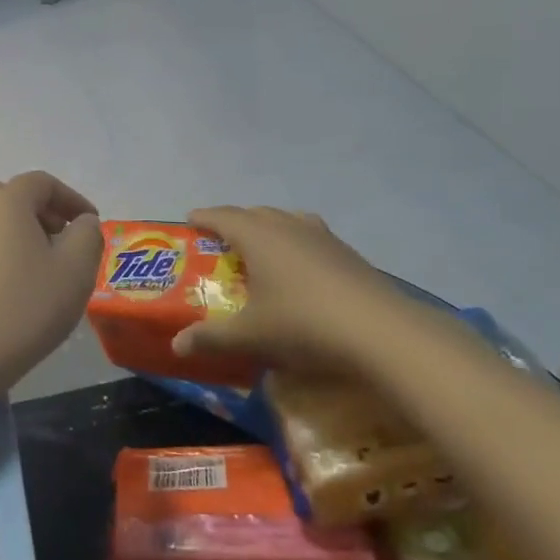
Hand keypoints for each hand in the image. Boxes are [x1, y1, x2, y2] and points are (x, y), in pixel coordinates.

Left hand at [0, 172, 102, 393]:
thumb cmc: (25, 308)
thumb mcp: (76, 271)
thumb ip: (87, 236)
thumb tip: (81, 221)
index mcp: (7, 201)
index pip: (42, 182)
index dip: (71, 198)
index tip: (90, 224)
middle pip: (9, 196)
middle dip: (39, 211)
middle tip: (61, 239)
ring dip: (10, 231)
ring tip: (30, 263)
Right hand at [171, 206, 409, 374]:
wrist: (382, 334)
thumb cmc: (304, 325)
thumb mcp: (250, 336)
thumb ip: (210, 338)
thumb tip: (176, 345)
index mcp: (258, 236)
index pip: (223, 216)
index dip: (203, 217)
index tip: (189, 221)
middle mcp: (288, 226)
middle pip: (254, 214)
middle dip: (234, 223)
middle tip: (219, 242)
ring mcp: (323, 237)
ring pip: (286, 221)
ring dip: (268, 229)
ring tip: (260, 250)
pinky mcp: (348, 254)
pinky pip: (310, 237)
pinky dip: (295, 244)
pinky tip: (300, 271)